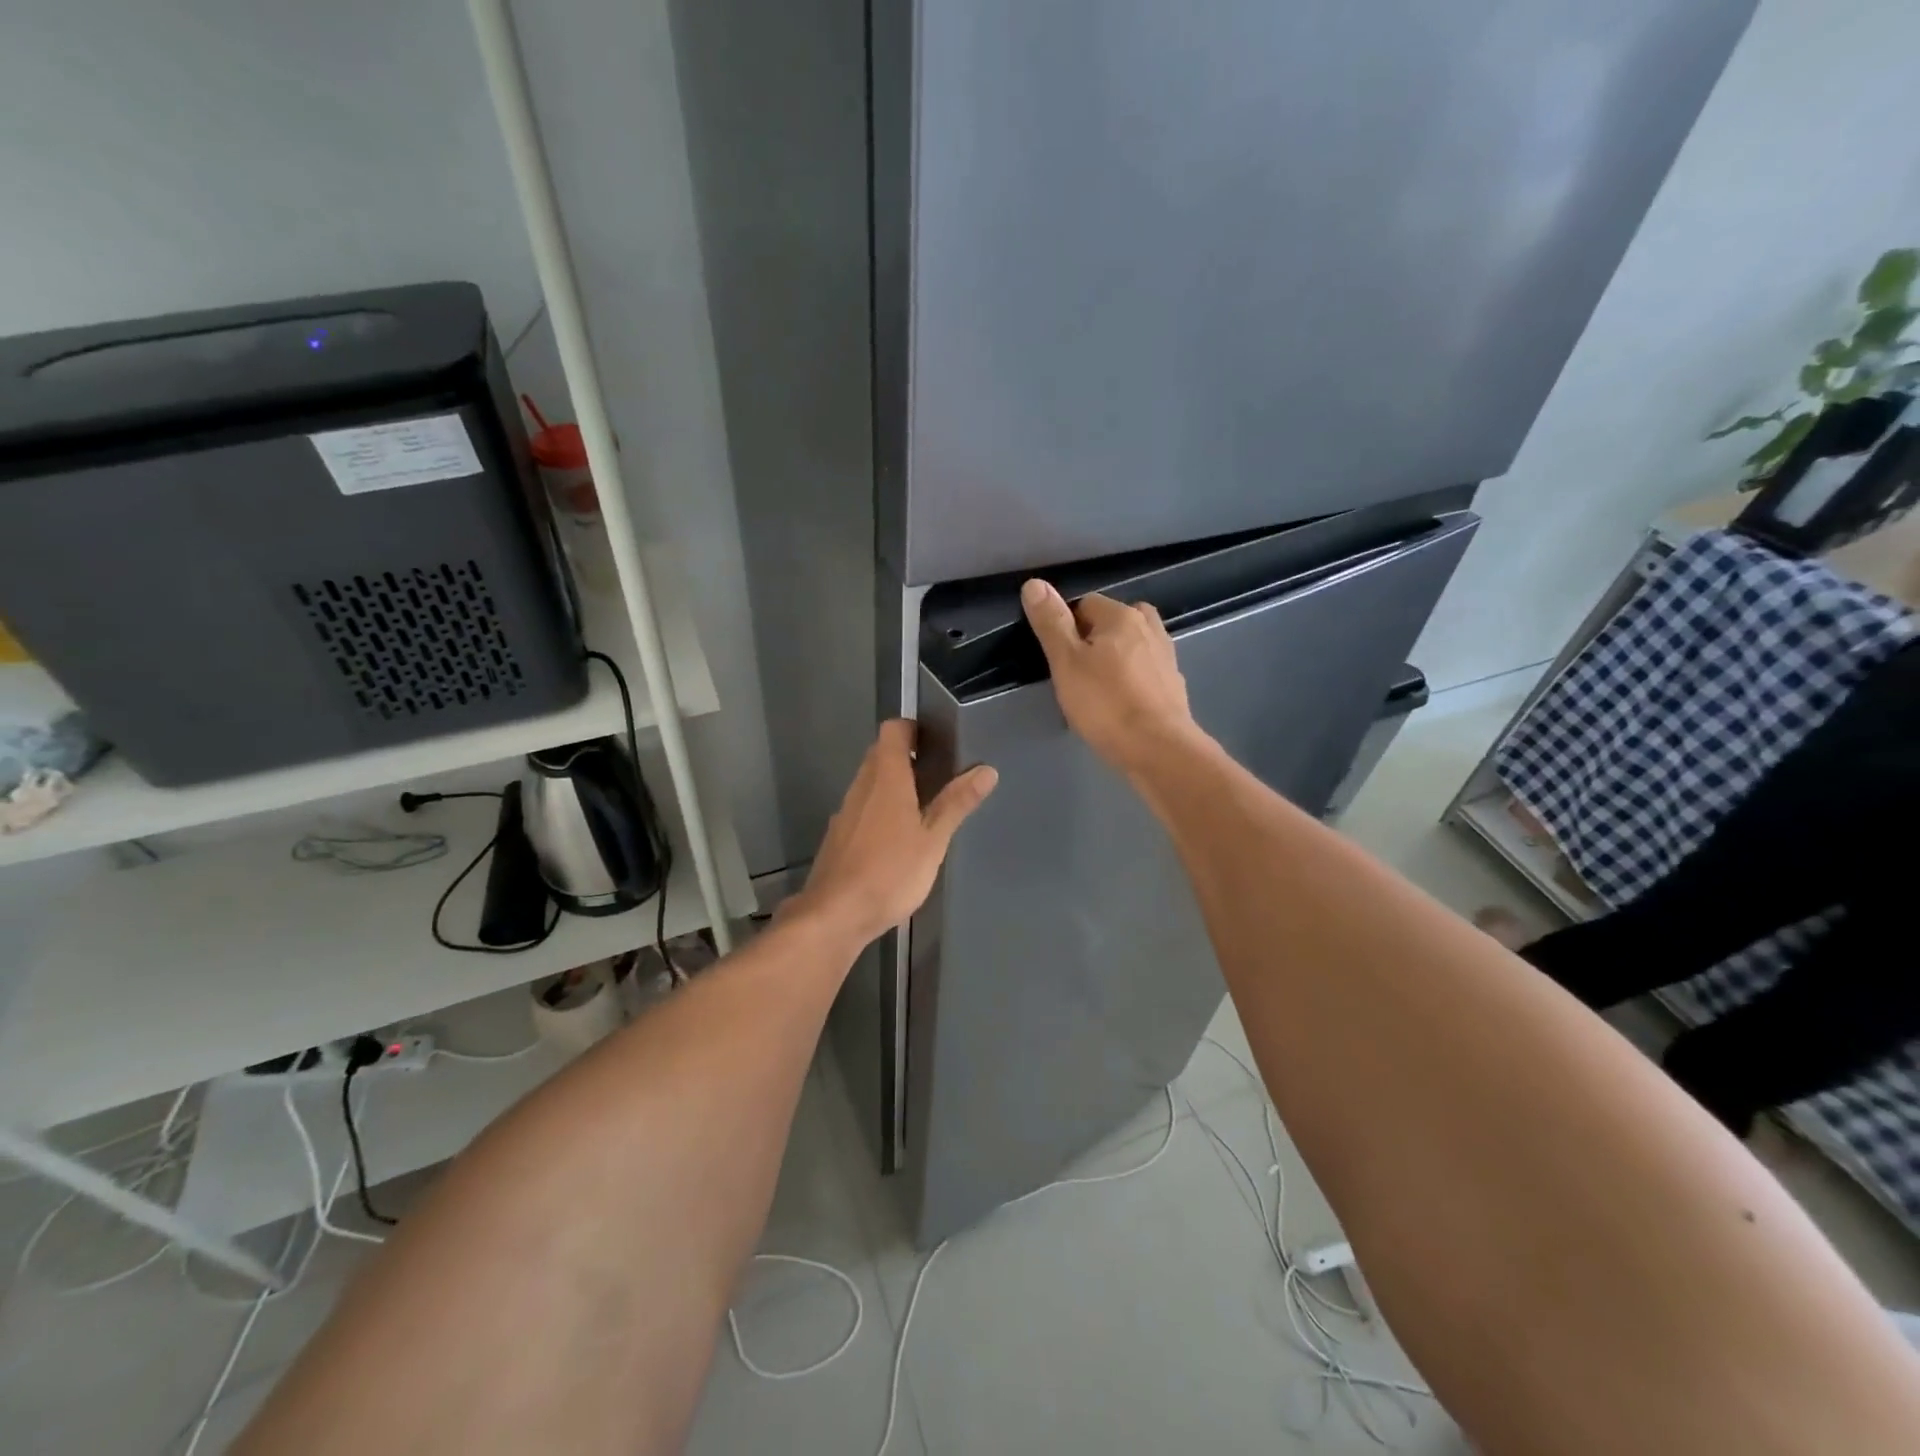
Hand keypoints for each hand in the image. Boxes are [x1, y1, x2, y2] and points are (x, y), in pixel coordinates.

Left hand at [789, 720, 996, 946]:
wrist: (835, 915)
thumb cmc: (890, 873)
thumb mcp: (933, 839)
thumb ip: (957, 803)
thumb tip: (987, 770)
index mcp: (886, 778)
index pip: (893, 730)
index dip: (913, 728)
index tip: (937, 742)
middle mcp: (861, 786)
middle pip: (880, 754)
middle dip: (907, 757)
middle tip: (939, 773)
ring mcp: (846, 811)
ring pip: (870, 782)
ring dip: (894, 784)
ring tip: (924, 805)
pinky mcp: (838, 835)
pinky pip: (862, 807)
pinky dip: (880, 809)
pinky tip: (897, 837)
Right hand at [1021, 579, 1202, 775]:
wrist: (1158, 749)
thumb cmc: (1105, 704)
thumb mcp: (1066, 662)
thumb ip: (1051, 623)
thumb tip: (1035, 583)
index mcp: (1122, 616)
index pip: (1085, 603)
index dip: (1066, 628)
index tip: (1059, 658)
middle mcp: (1150, 627)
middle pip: (1112, 622)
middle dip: (1093, 640)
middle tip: (1076, 673)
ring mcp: (1166, 656)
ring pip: (1132, 646)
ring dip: (1115, 658)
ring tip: (1098, 687)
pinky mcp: (1174, 685)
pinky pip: (1146, 670)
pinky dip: (1132, 679)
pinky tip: (1121, 702)